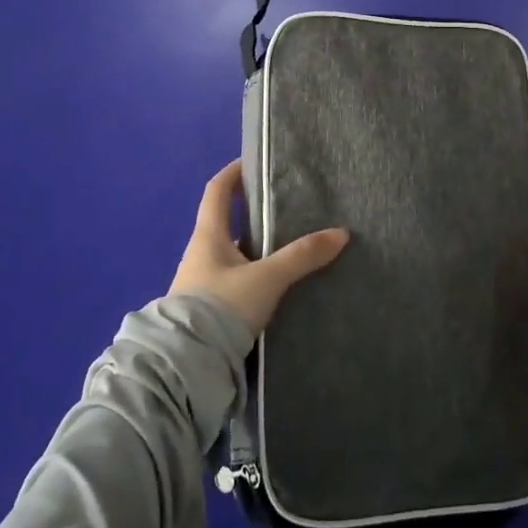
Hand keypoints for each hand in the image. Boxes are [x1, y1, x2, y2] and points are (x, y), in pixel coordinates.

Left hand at [168, 160, 349, 333]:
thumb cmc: (220, 307)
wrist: (186, 364)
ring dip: (257, 249)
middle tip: (288, 208)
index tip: (254, 162)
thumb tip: (341, 233)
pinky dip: (256, 276)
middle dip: (254, 214)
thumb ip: (302, 256)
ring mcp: (203, 284)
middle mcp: (201, 255)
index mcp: (208, 236)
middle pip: (228, 223)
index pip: (216, 191)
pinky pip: (236, 282)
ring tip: (291, 247)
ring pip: (234, 256)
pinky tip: (278, 285)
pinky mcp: (209, 311)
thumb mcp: (266, 278)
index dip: (233, 173)